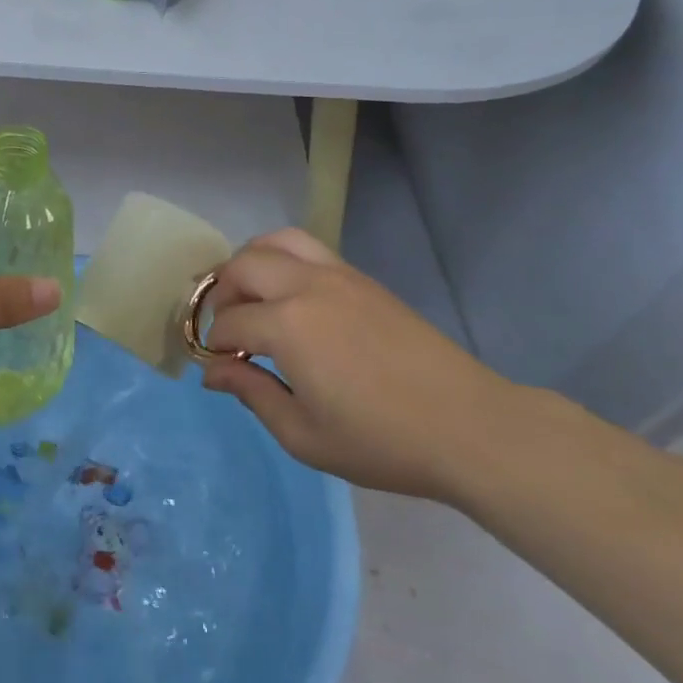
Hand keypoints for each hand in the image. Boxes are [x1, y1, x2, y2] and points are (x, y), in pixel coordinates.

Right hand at [200, 228, 519, 502]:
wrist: (468, 426)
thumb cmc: (381, 441)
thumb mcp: (304, 435)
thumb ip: (252, 394)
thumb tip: (213, 372)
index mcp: (287, 326)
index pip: (229, 322)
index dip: (214, 345)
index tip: (217, 367)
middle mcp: (305, 286)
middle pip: (242, 266)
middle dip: (221, 294)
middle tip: (226, 329)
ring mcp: (337, 275)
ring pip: (274, 241)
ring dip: (250, 263)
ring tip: (250, 296)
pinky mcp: (361, 278)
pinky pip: (307, 248)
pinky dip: (282, 258)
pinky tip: (290, 295)